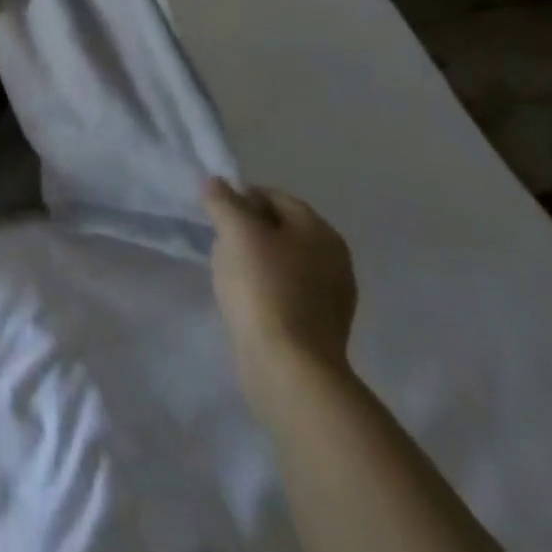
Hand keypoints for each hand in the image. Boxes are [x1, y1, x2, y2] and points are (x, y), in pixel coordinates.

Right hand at [203, 177, 356, 420]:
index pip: (275, 197)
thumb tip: (215, 182)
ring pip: (283, 261)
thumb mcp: (235, 231)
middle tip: (220, 241)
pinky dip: (266, 288)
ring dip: (256, 260)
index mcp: (321, 231)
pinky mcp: (322, 327)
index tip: (216, 214)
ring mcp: (333, 297)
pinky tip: (246, 300)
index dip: (241, 198)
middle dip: (248, 229)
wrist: (290, 369)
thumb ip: (223, 200)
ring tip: (229, 272)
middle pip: (281, 228)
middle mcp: (335, 259)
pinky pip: (288, 291)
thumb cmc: (264, 288)